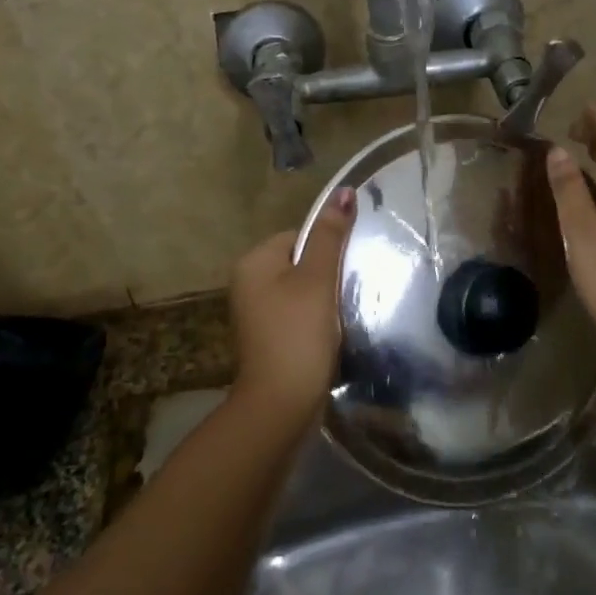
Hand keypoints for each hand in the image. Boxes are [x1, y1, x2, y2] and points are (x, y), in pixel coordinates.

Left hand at [226, 187, 356, 424]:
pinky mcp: (268, 337)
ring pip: (301, 290)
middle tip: (348, 292)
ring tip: (342, 315)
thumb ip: (330, 236)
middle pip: (300, 262)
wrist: (281, 403)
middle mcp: (247, 283)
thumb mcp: (317, 279)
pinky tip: (331, 334)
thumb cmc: (298, 334)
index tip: (346, 270)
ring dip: (324, 299)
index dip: (327, 249)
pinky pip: (297, 314)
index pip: (298, 235)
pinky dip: (316, 320)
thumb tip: (344, 191)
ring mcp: (256, 313)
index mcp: (253, 262)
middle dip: (326, 275)